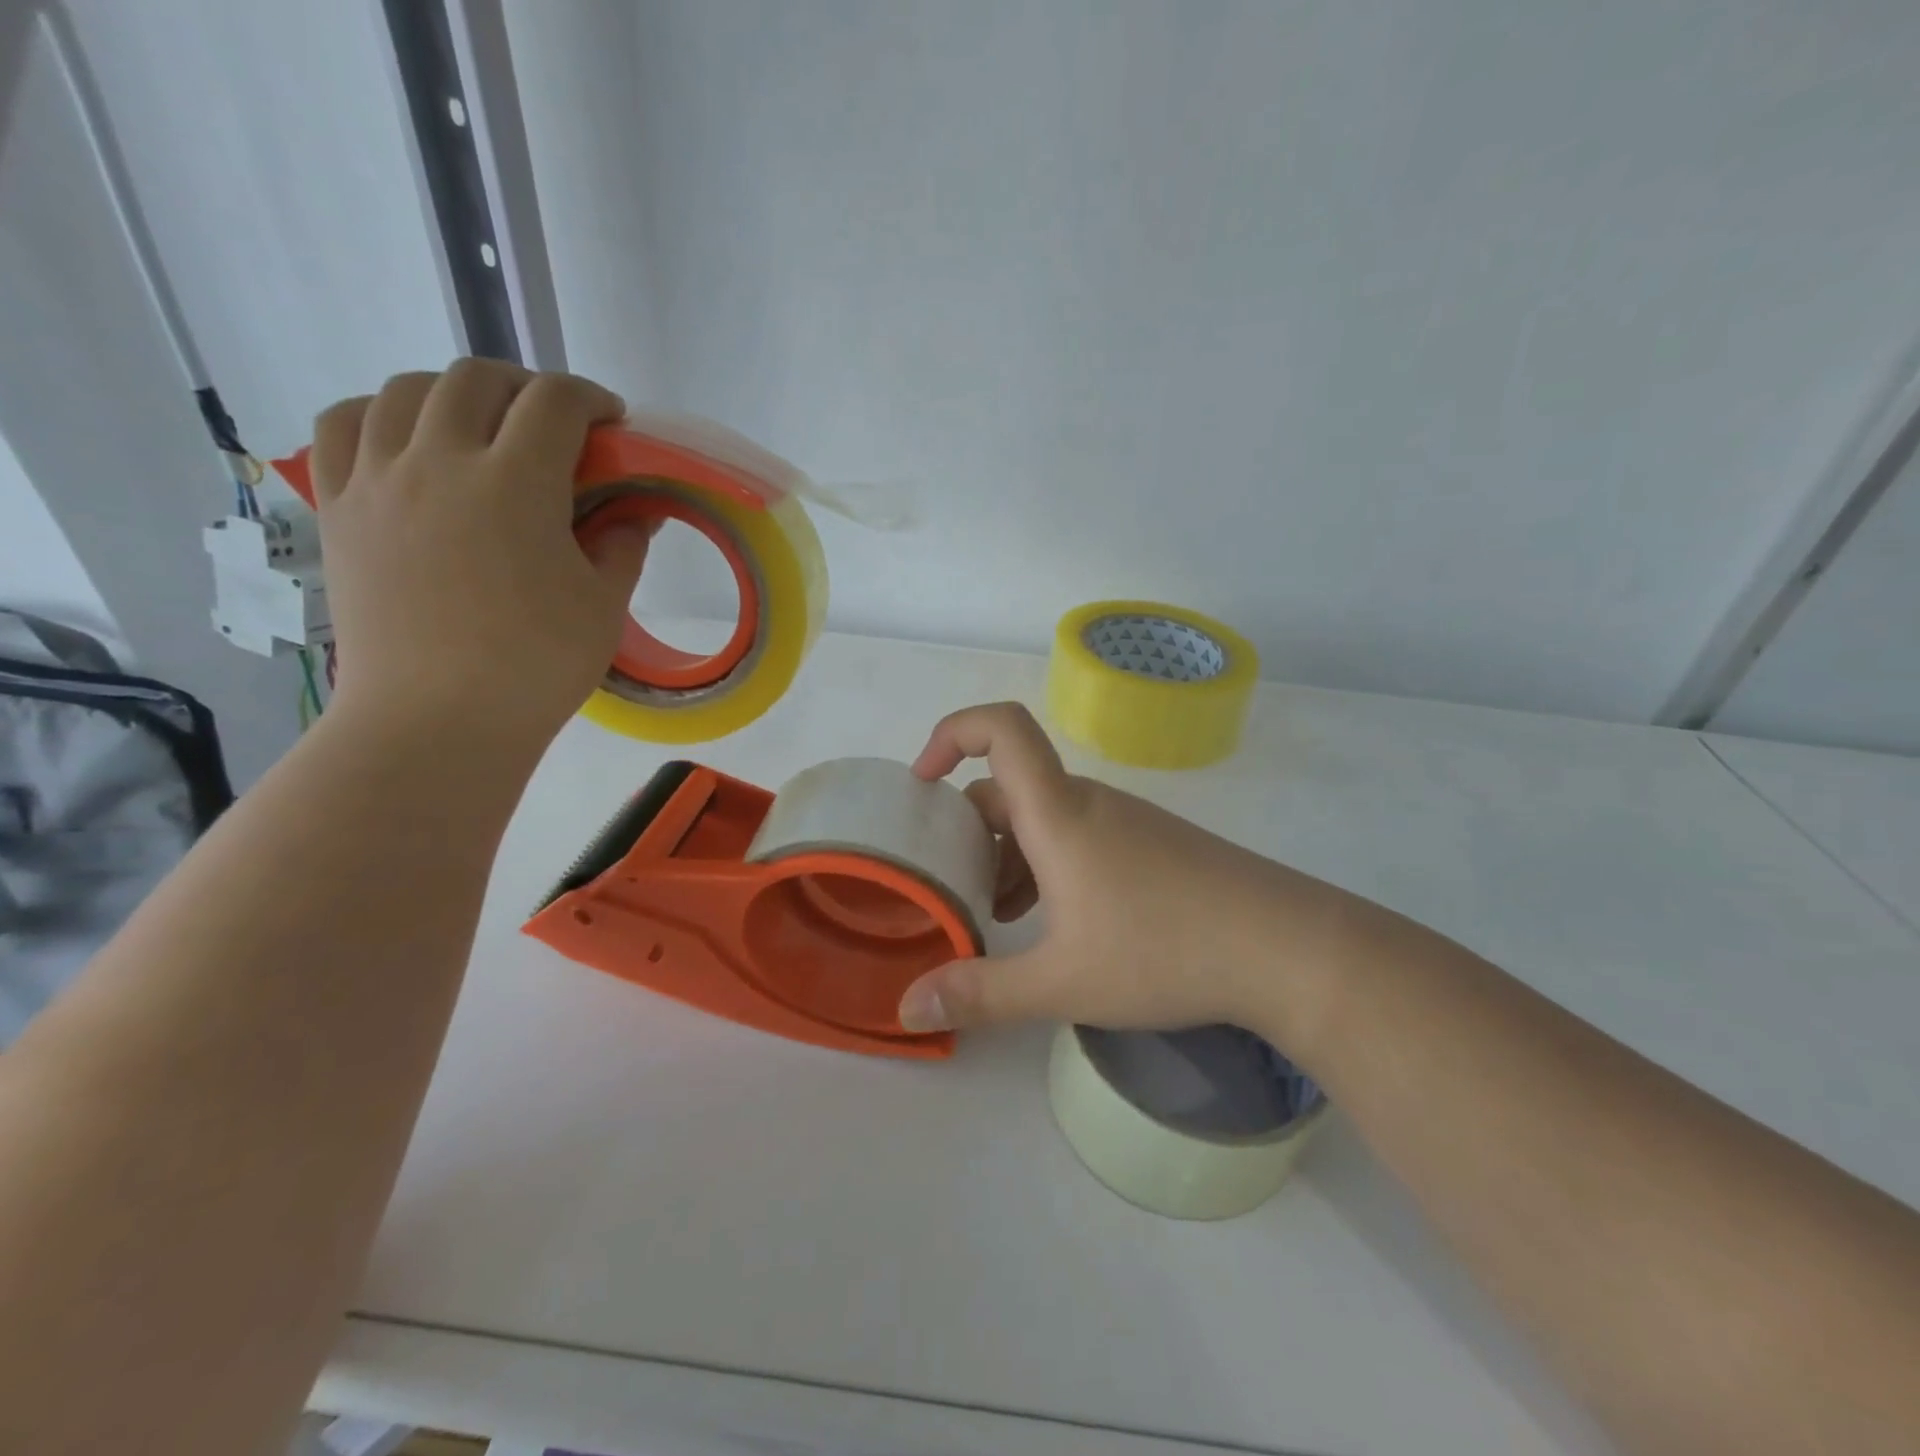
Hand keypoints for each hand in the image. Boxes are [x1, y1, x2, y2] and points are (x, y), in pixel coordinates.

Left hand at [308, 360, 649, 749]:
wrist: (437, 721)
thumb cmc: (536, 665)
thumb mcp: (603, 606)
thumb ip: (622, 546)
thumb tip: (632, 513)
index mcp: (515, 482)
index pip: (555, 402)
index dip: (591, 398)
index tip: (610, 421)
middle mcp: (438, 460)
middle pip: (477, 379)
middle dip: (526, 388)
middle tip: (554, 425)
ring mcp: (377, 479)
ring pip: (406, 389)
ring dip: (455, 393)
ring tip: (482, 428)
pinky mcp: (339, 507)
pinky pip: (346, 425)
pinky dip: (382, 414)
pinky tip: (408, 442)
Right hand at [895, 703, 1358, 1039]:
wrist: (1287, 948)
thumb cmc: (1166, 950)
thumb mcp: (1062, 982)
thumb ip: (980, 994)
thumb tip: (908, 1007)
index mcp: (1058, 813)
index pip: (1001, 729)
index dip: (952, 733)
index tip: (921, 783)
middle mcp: (1087, 803)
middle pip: (1009, 788)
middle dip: (968, 831)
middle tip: (950, 888)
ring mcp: (1124, 822)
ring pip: (1043, 819)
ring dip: (1007, 856)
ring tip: (996, 919)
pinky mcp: (1149, 845)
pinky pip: (1077, 837)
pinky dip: (1045, 866)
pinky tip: (1051, 925)